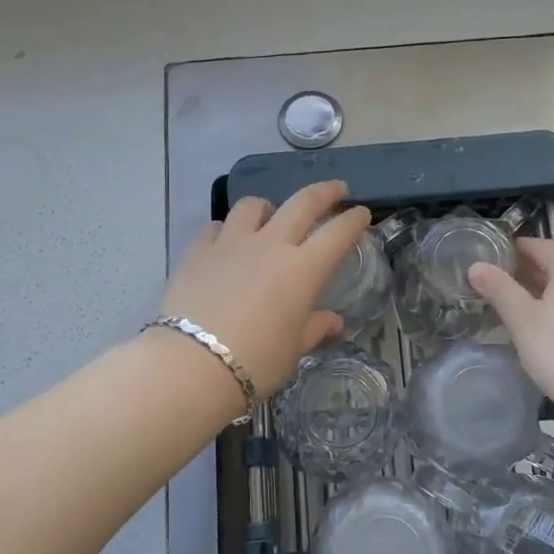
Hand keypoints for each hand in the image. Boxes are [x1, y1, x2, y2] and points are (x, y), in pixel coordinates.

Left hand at [161, 180, 370, 397]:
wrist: (191, 364)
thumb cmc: (255, 362)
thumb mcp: (292, 350)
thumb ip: (313, 328)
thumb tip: (332, 321)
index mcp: (302, 269)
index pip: (337, 233)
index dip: (353, 220)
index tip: (362, 214)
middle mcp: (270, 245)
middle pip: (302, 203)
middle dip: (324, 192)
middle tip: (336, 188)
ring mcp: (230, 243)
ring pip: (253, 206)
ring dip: (268, 206)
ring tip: (269, 215)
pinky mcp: (197, 251)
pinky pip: (215, 227)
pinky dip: (226, 229)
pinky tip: (226, 241)